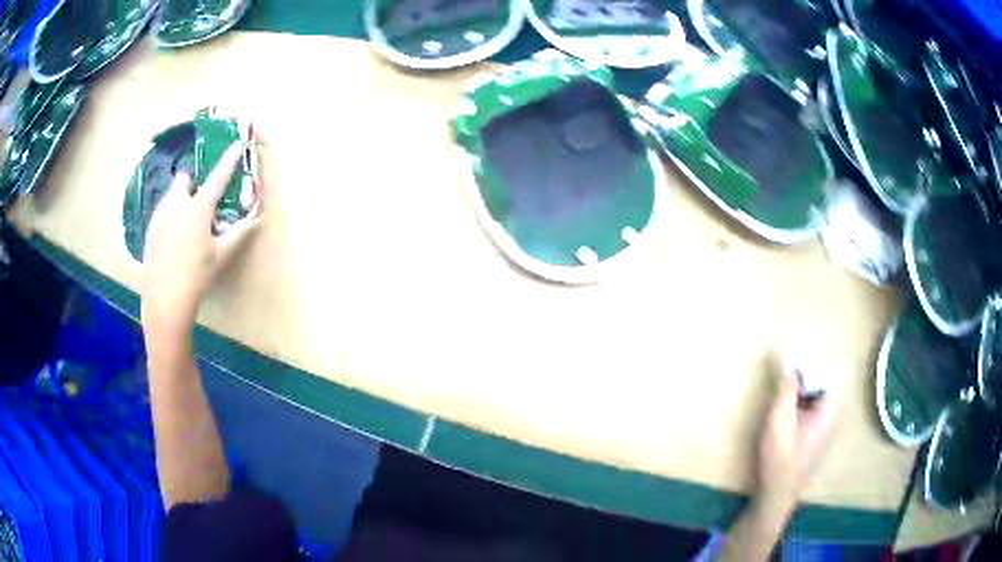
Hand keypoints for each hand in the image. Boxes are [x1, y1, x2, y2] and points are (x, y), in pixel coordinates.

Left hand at [140, 143, 258, 339]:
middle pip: (184, 181)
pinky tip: (172, 241)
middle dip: (192, 184)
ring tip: (186, 224)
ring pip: (170, 197)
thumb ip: (238, 234)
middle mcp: (176, 206)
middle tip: (200, 203)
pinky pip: (161, 214)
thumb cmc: (196, 278)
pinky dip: (169, 217)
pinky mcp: (149, 233)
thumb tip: (257, 219)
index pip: (217, 177)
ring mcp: (159, 218)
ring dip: (179, 200)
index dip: (228, 160)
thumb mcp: (221, 257)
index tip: (235, 145)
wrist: (164, 302)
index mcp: (197, 209)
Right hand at [755, 361, 838, 515]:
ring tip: (784, 374)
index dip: (816, 357)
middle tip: (787, 360)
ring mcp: (822, 424)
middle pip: (825, 379)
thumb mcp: (779, 419)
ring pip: (817, 392)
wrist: (776, 493)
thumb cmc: (780, 456)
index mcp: (828, 408)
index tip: (797, 351)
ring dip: (802, 381)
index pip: (832, 370)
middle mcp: (830, 413)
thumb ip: (785, 388)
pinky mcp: (812, 432)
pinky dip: (800, 396)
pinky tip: (784, 399)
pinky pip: (810, 404)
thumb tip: (787, 357)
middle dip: (807, 367)